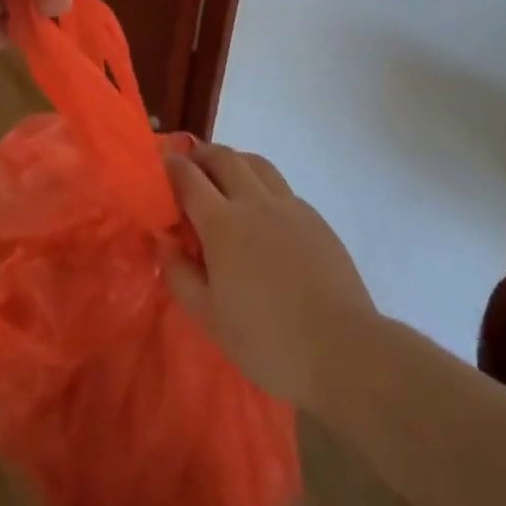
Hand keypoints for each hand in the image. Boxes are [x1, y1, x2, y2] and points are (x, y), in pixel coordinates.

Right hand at [162, 143, 377, 408]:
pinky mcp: (315, 219)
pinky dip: (263, 185)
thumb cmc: (268, 340)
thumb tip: (164, 241)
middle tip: (190, 164)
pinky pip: (282, 187)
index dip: (171, 166)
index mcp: (222, 223)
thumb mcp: (209, 317)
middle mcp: (254, 202)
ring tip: (225, 176)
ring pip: (256, 163)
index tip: (161, 165)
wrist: (344, 351)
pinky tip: (263, 211)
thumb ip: (179, 275)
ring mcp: (289, 207)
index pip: (188, 177)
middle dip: (202, 154)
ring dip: (234, 161)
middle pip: (224, 157)